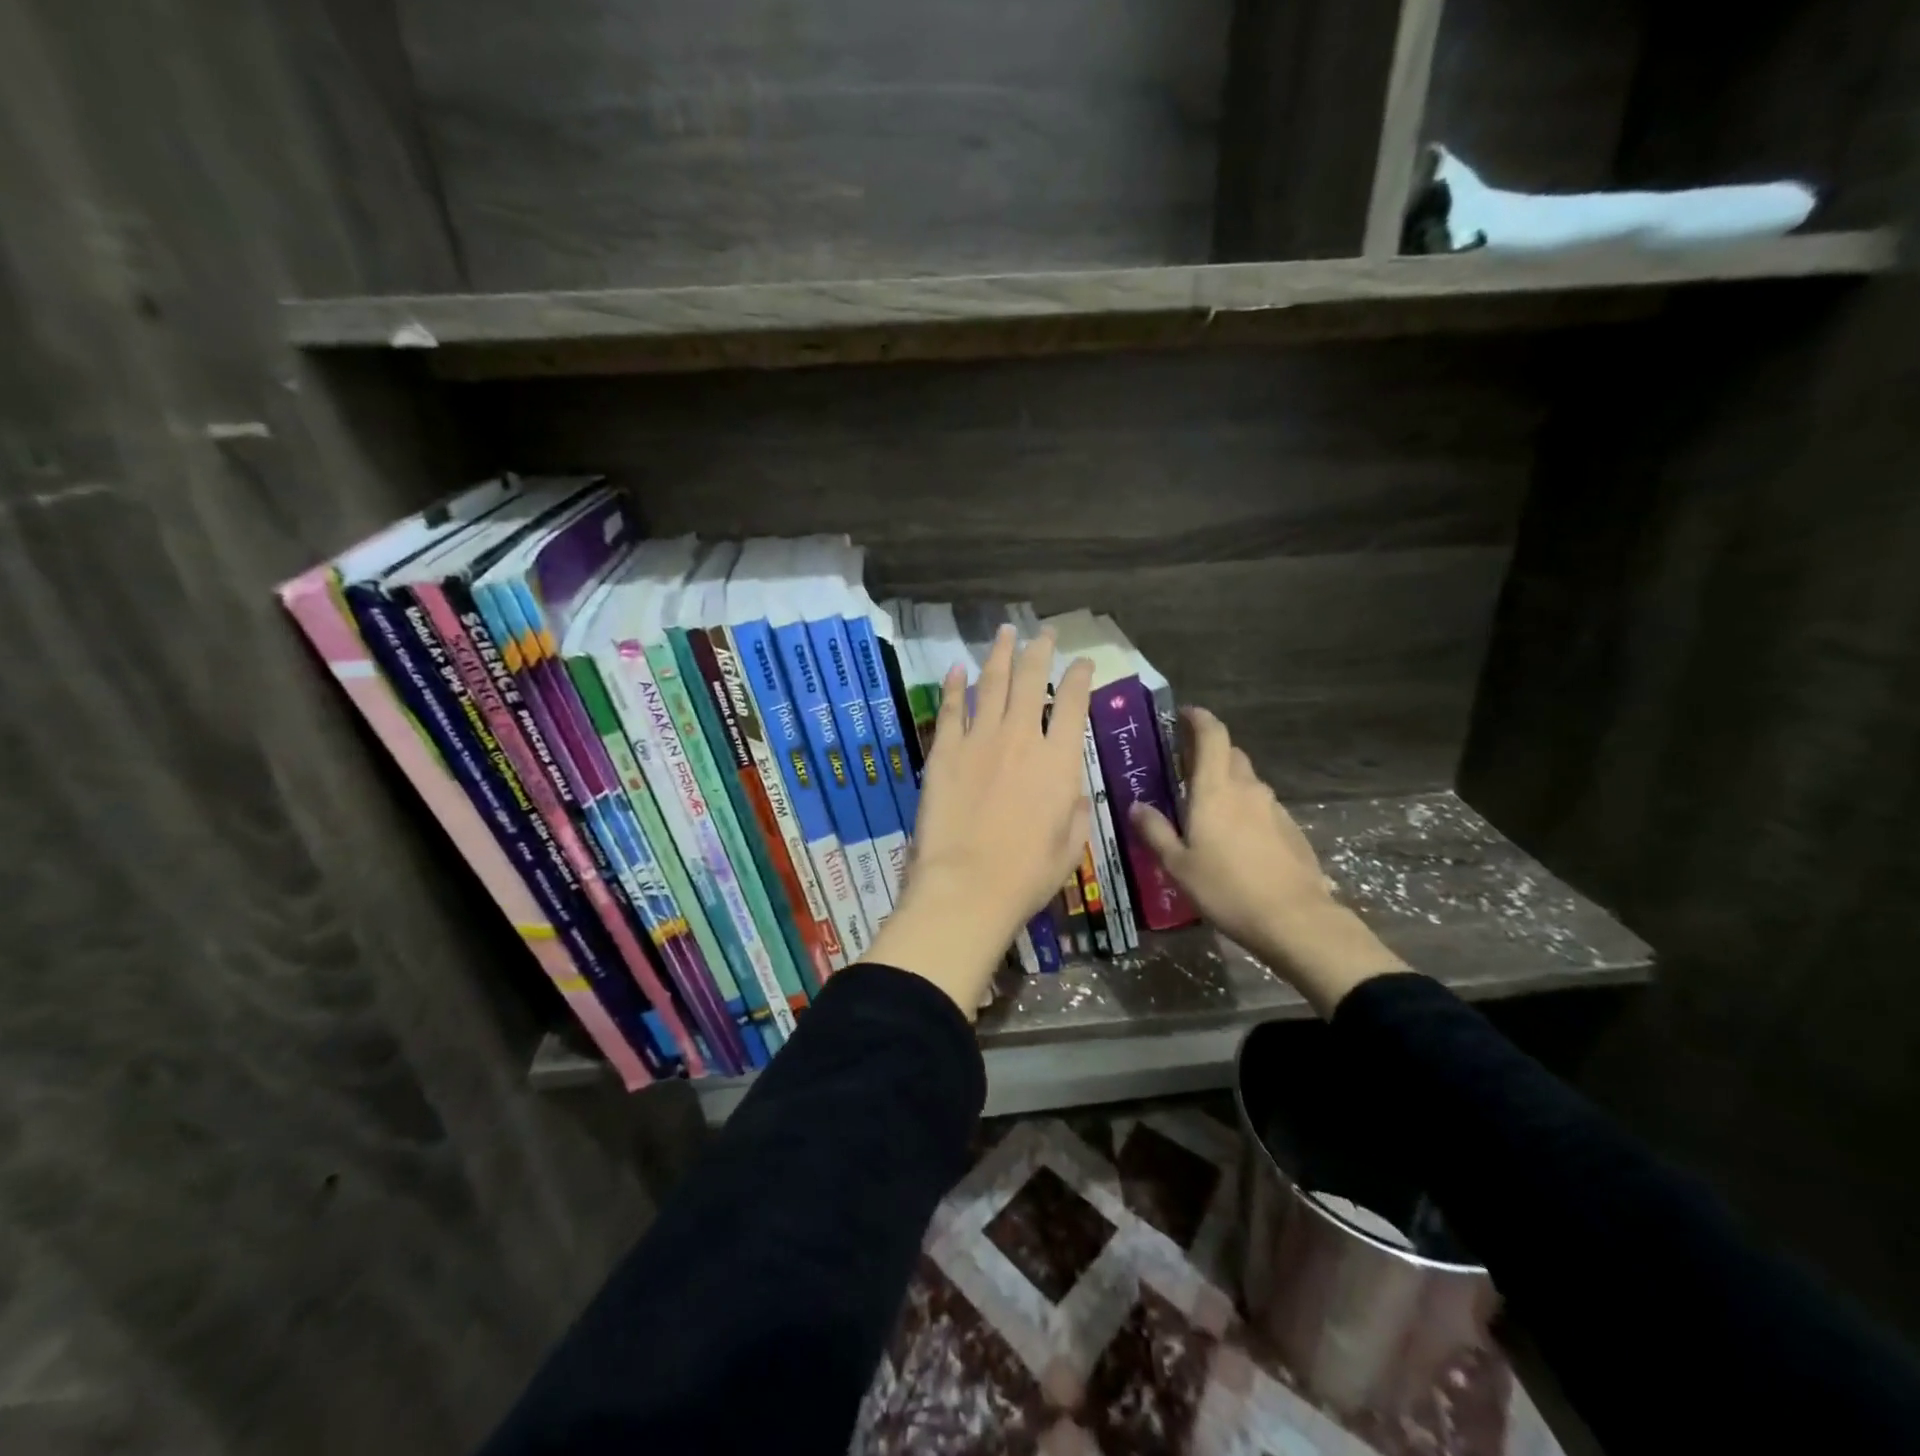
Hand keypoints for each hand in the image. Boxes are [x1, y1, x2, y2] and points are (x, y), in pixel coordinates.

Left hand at [868, 626, 1093, 1015]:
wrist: (968, 886)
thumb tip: (1070, 790)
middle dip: (1040, 651)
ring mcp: (979, 740)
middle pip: (1032, 681)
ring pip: (992, 683)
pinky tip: (958, 668)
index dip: (1080, 677)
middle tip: (1044, 633)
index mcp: (1059, 762)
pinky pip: (951, 709)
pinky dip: (955, 686)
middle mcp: (1022, 739)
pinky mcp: (945, 752)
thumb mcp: (1070, 845)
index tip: (1083, 662)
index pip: (1074, 704)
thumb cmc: (1027, 874)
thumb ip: (1074, 809)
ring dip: (1001, 654)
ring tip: (1006, 632)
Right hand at [1130, 707, 1406, 1016]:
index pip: (1212, 735)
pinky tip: (1235, 838)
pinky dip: (1245, 808)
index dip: (1199, 718)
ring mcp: (1273, 807)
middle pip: (1230, 754)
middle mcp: (1247, 788)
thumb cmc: (1227, 889)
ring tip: (1207, 808)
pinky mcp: (1290, 828)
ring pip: (1247, 781)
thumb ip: (1155, 831)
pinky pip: (1261, 806)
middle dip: (1209, 752)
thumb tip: (1136, 806)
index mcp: (1215, 789)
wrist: (1295, 919)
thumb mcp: (1178, 865)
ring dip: (1227, 782)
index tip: (1184, 715)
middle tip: (1185, 768)